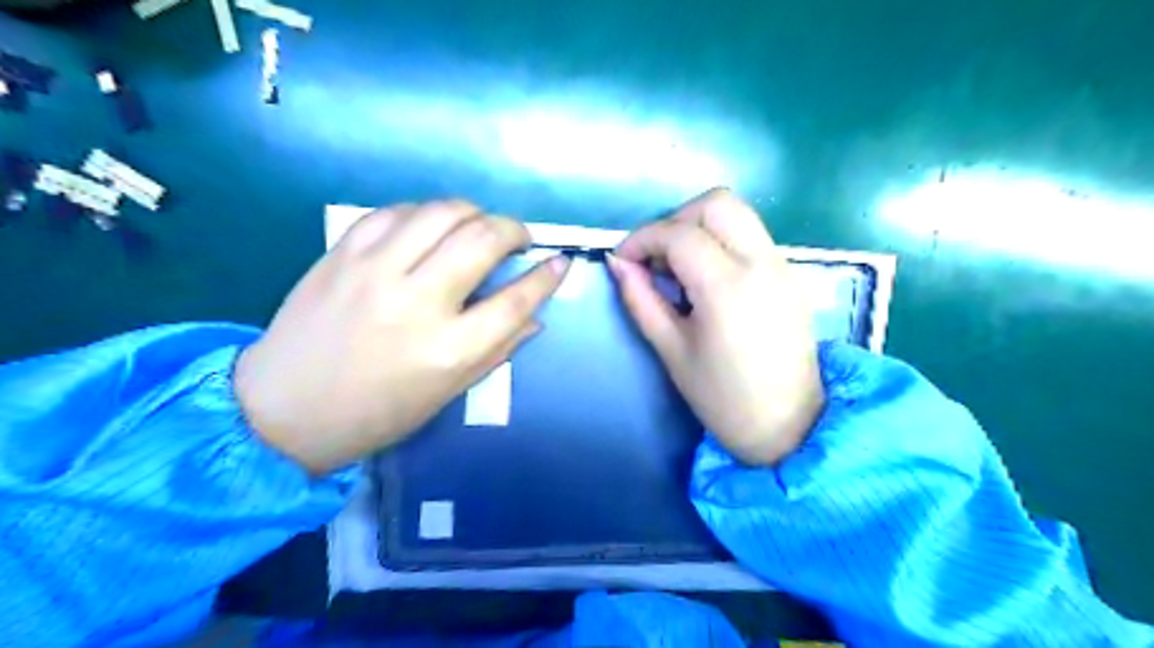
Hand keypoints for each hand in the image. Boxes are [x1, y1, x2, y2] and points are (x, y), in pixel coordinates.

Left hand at [235, 202, 571, 474]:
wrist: (282, 410)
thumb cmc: (376, 413)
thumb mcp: (447, 393)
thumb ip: (496, 350)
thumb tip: (535, 318)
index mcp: (448, 349)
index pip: (516, 300)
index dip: (546, 277)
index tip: (559, 262)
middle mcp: (417, 302)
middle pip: (482, 239)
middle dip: (514, 230)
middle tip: (518, 239)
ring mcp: (375, 271)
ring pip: (441, 212)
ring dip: (473, 212)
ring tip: (478, 226)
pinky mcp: (342, 254)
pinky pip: (395, 212)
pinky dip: (424, 213)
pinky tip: (430, 227)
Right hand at [607, 188, 824, 465]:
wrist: (789, 426)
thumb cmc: (723, 398)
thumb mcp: (672, 350)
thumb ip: (641, 299)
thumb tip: (618, 263)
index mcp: (727, 287)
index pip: (678, 234)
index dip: (642, 239)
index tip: (622, 260)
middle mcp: (761, 262)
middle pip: (716, 203)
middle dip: (675, 220)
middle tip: (655, 257)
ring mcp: (782, 265)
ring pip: (737, 214)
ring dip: (699, 227)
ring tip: (677, 267)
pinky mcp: (789, 274)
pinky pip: (751, 236)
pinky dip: (721, 240)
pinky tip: (705, 277)